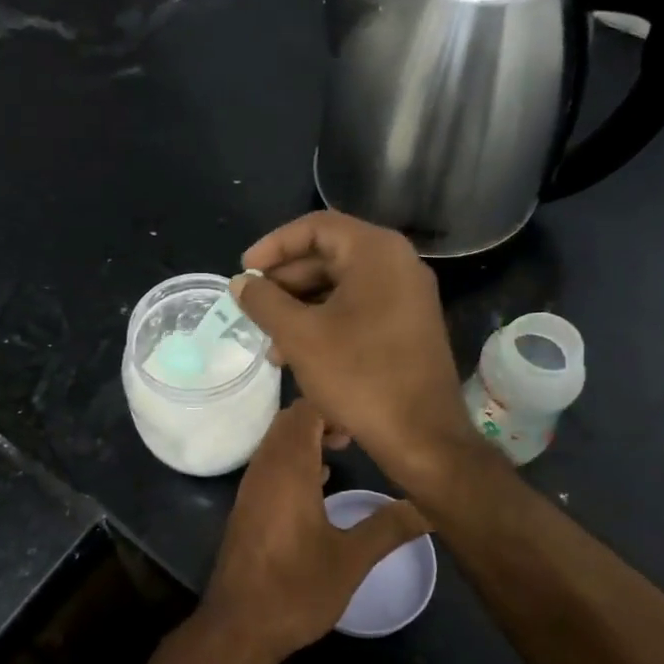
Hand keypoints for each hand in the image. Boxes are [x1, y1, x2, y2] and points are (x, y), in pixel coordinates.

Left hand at [197, 400, 426, 663]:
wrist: (239, 627)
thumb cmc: (296, 588)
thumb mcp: (351, 559)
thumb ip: (388, 527)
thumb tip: (428, 507)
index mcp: (287, 468)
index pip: (304, 411)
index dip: (333, 407)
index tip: (364, 424)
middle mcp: (264, 468)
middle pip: (288, 422)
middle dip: (322, 419)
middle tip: (356, 436)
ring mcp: (251, 487)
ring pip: (277, 443)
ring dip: (306, 440)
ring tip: (343, 452)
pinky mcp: (247, 506)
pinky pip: (270, 465)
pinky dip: (294, 462)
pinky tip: (319, 484)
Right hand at [233, 212, 473, 489]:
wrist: (422, 437)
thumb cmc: (359, 376)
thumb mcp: (300, 336)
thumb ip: (264, 302)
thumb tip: (240, 282)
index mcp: (376, 252)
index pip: (316, 227)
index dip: (274, 245)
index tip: (245, 271)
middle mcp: (397, 264)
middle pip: (329, 254)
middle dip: (285, 281)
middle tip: (252, 306)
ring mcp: (407, 296)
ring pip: (341, 285)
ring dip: (300, 307)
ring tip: (270, 341)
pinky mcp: (408, 325)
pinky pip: (358, 308)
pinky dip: (325, 321)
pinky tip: (297, 353)